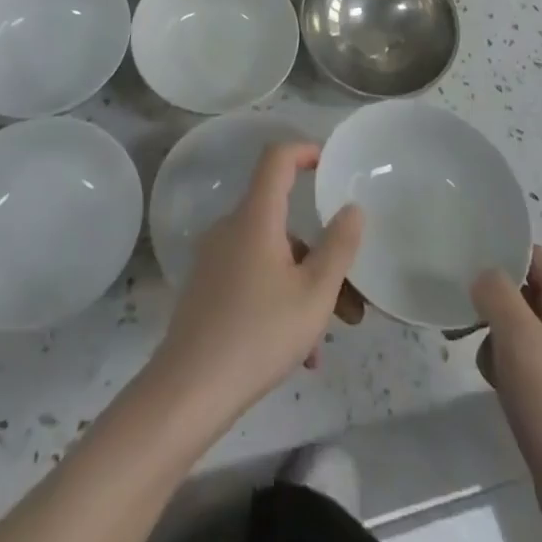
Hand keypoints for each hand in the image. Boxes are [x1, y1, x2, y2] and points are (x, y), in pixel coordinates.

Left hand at [151, 142, 364, 425]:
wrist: (188, 390)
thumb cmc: (258, 334)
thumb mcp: (314, 294)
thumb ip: (338, 247)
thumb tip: (352, 208)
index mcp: (256, 216)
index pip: (277, 158)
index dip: (304, 150)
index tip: (330, 165)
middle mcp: (232, 227)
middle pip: (282, 220)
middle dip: (319, 253)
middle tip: (350, 299)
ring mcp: (215, 258)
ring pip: (271, 257)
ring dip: (303, 287)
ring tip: (324, 342)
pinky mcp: (207, 287)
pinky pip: (252, 278)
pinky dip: (278, 301)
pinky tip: (298, 354)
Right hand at [474, 247, 541, 541]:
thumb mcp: (518, 337)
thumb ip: (495, 292)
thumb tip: (482, 276)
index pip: (532, 255)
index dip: (499, 252)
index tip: (463, 258)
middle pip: (523, 289)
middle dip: (491, 299)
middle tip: (461, 310)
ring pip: (519, 326)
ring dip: (495, 335)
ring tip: (481, 355)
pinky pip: (524, 359)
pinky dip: (505, 364)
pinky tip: (495, 384)